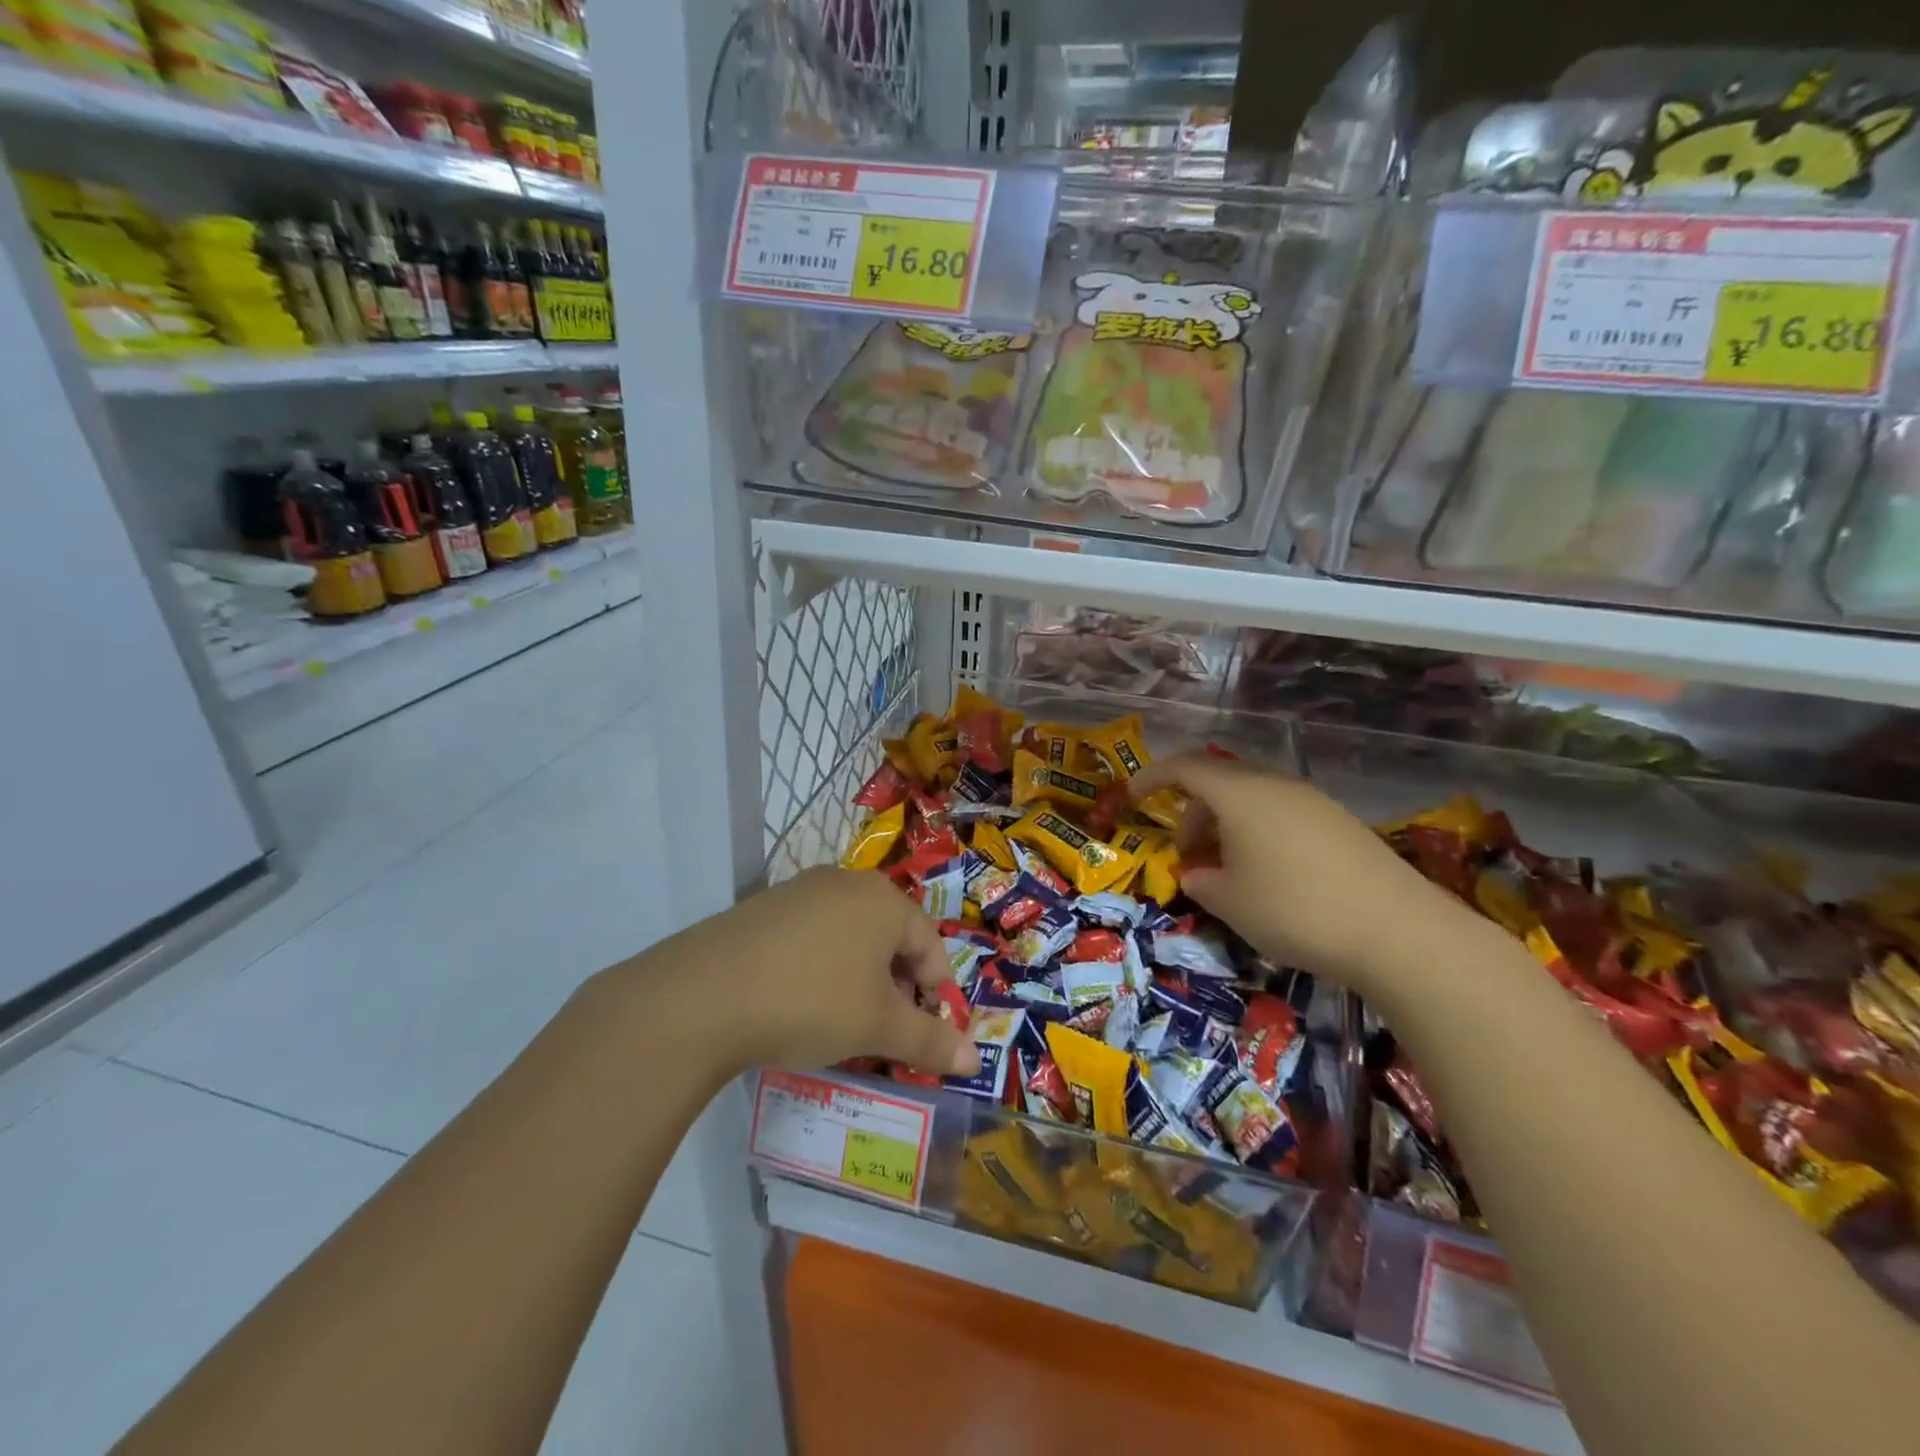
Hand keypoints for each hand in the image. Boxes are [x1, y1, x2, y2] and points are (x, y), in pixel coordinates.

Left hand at [650, 867, 981, 1078]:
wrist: (701, 995)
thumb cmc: (810, 1001)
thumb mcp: (878, 1027)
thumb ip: (930, 1041)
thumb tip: (974, 1061)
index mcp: (883, 900)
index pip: (930, 944)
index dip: (936, 991)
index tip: (927, 1033)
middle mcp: (845, 882)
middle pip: (890, 936)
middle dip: (896, 985)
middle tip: (886, 1030)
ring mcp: (799, 890)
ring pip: (849, 936)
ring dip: (858, 977)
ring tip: (843, 1020)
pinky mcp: (762, 907)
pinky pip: (810, 936)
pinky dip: (819, 967)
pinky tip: (798, 1001)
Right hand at [1130, 754, 1475, 996]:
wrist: (1398, 931)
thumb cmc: (1294, 910)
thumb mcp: (1230, 902)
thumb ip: (1201, 881)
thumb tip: (1197, 874)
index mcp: (1240, 794)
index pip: (1183, 768)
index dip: (1152, 778)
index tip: (1132, 796)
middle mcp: (1275, 785)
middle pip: (1220, 782)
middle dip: (1193, 813)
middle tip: (1187, 854)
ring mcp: (1313, 801)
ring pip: (1253, 799)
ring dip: (1227, 826)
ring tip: (1227, 871)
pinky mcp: (1340, 823)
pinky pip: (1282, 815)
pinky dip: (1259, 833)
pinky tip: (1269, 875)